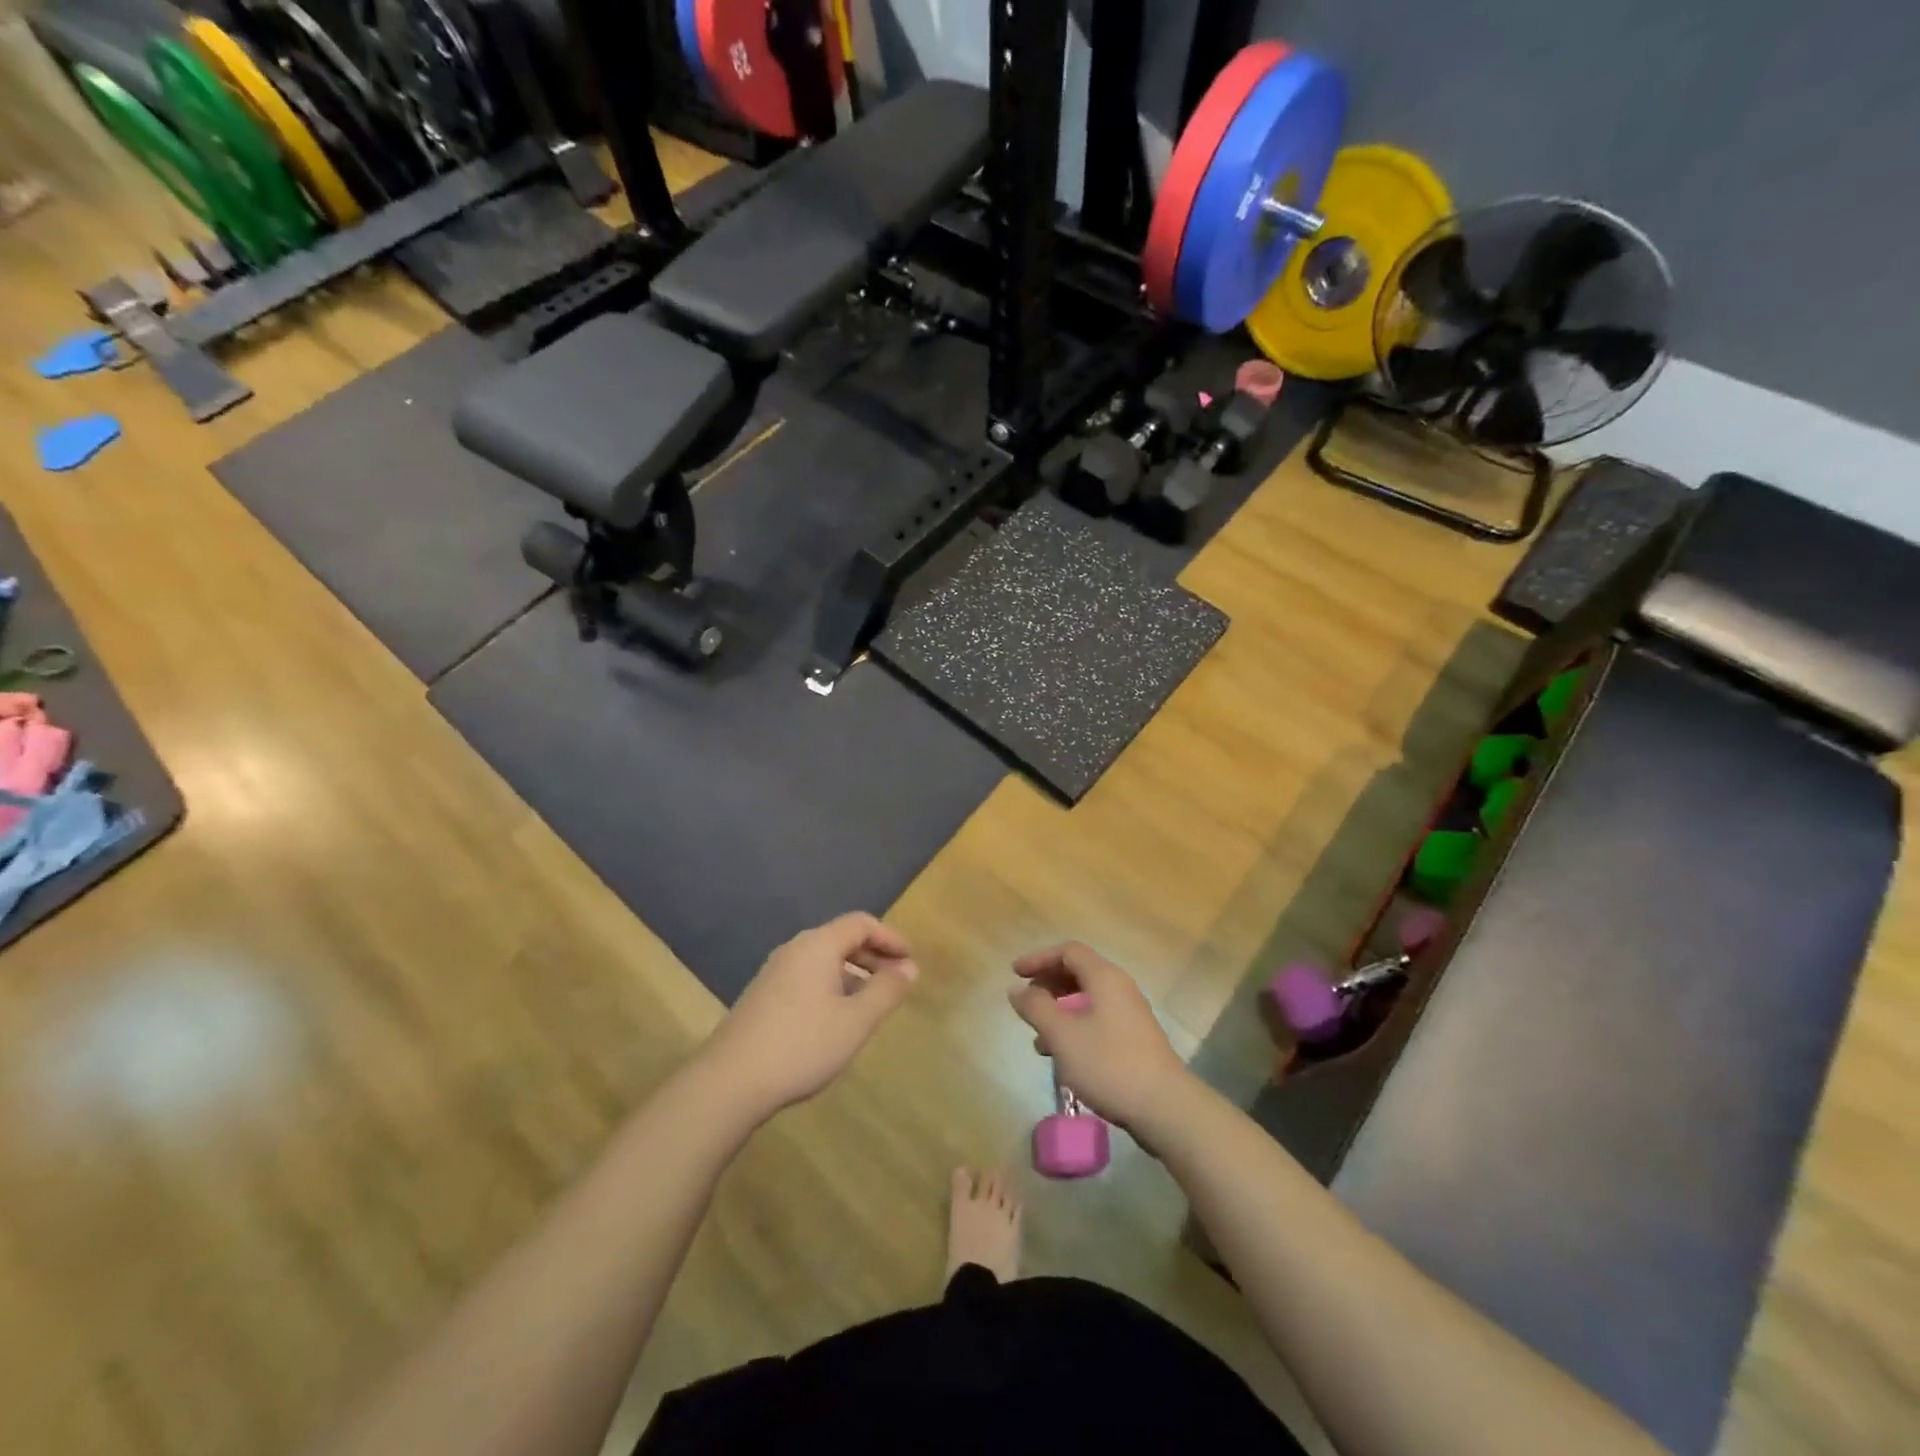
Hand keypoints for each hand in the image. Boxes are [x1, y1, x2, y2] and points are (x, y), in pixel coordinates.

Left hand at [701, 913, 919, 1118]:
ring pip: (823, 961)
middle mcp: (794, 950)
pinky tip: (836, 1020)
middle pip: (841, 939)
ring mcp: (774, 973)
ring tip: (871, 1003)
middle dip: (873, 956)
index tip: (910, 960)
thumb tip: (909, 968)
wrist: (729, 1081)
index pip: (861, 923)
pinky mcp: (763, 997)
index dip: (890, 937)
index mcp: (818, 945)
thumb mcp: (856, 1020)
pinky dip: (831, 987)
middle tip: (896, 982)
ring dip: (853, 974)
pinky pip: (807, 978)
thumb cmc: (802, 1045)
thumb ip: (886, 991)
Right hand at [1009, 942, 1189, 1130]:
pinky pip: (1098, 1020)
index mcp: (1104, 978)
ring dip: (1059, 1010)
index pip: (1068, 951)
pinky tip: (1064, 1056)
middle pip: (1079, 972)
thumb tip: (1017, 990)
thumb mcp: (1062, 1035)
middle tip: (1026, 1002)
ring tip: (1039, 1037)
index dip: (1039, 958)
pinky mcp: (1134, 1039)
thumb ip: (1036, 1008)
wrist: (1164, 1107)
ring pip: (1087, 999)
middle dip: (1048, 984)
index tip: (1015, 973)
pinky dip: (1075, 1027)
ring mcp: (1130, 1014)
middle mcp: (1120, 988)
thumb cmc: (1108, 1063)